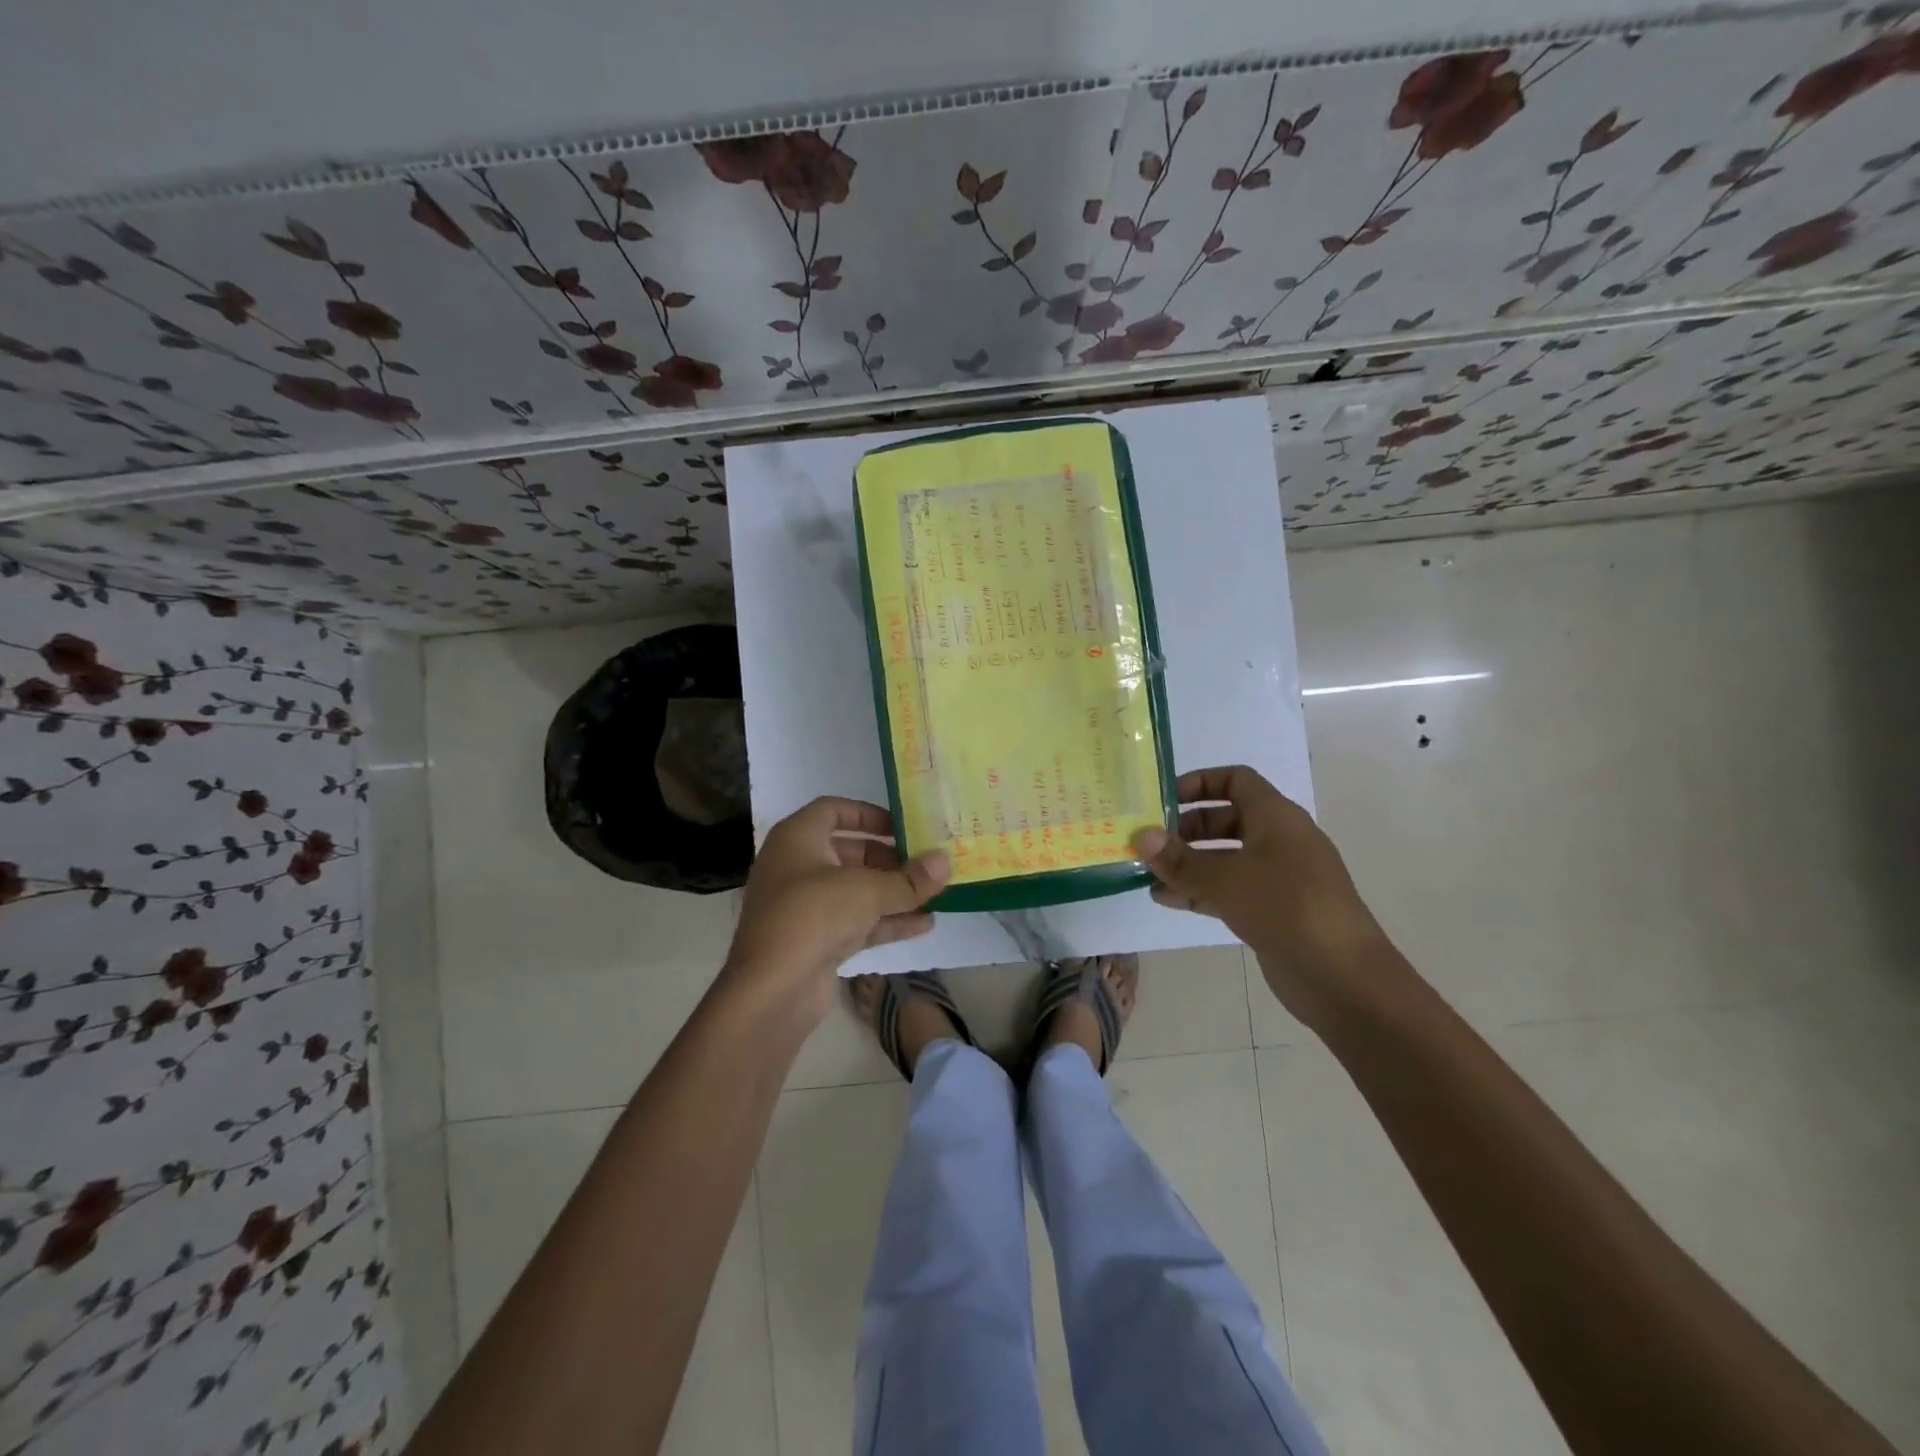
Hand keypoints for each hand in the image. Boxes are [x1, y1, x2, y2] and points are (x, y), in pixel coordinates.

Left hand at [724, 798, 947, 1021]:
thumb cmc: (814, 915)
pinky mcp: (815, 941)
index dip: (868, 814)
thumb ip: (909, 878)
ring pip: (855, 890)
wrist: (772, 989)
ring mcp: (805, 907)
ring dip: (893, 892)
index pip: (833, 810)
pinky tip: (924, 924)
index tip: (901, 826)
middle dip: (889, 858)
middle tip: (925, 864)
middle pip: (849, 852)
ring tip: (935, 893)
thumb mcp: (868, 890)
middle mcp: (797, 867)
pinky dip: (886, 920)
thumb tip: (945, 860)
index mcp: (798, 838)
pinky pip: (856, 922)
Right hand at [1135, 766, 1384, 1028]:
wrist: (1343, 977)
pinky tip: (1166, 900)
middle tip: (1151, 841)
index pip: (1236, 780)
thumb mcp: (1225, 879)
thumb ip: (1180, 859)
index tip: (1165, 799)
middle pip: (1226, 819)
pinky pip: (1230, 890)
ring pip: (1226, 858)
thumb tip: (1141, 836)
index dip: (1200, 782)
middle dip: (1186, 828)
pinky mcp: (1274, 911)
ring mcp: (1278, 878)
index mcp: (1276, 817)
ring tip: (1149, 873)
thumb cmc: (1286, 908)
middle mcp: (1278, 840)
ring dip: (1188, 863)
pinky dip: (1200, 890)